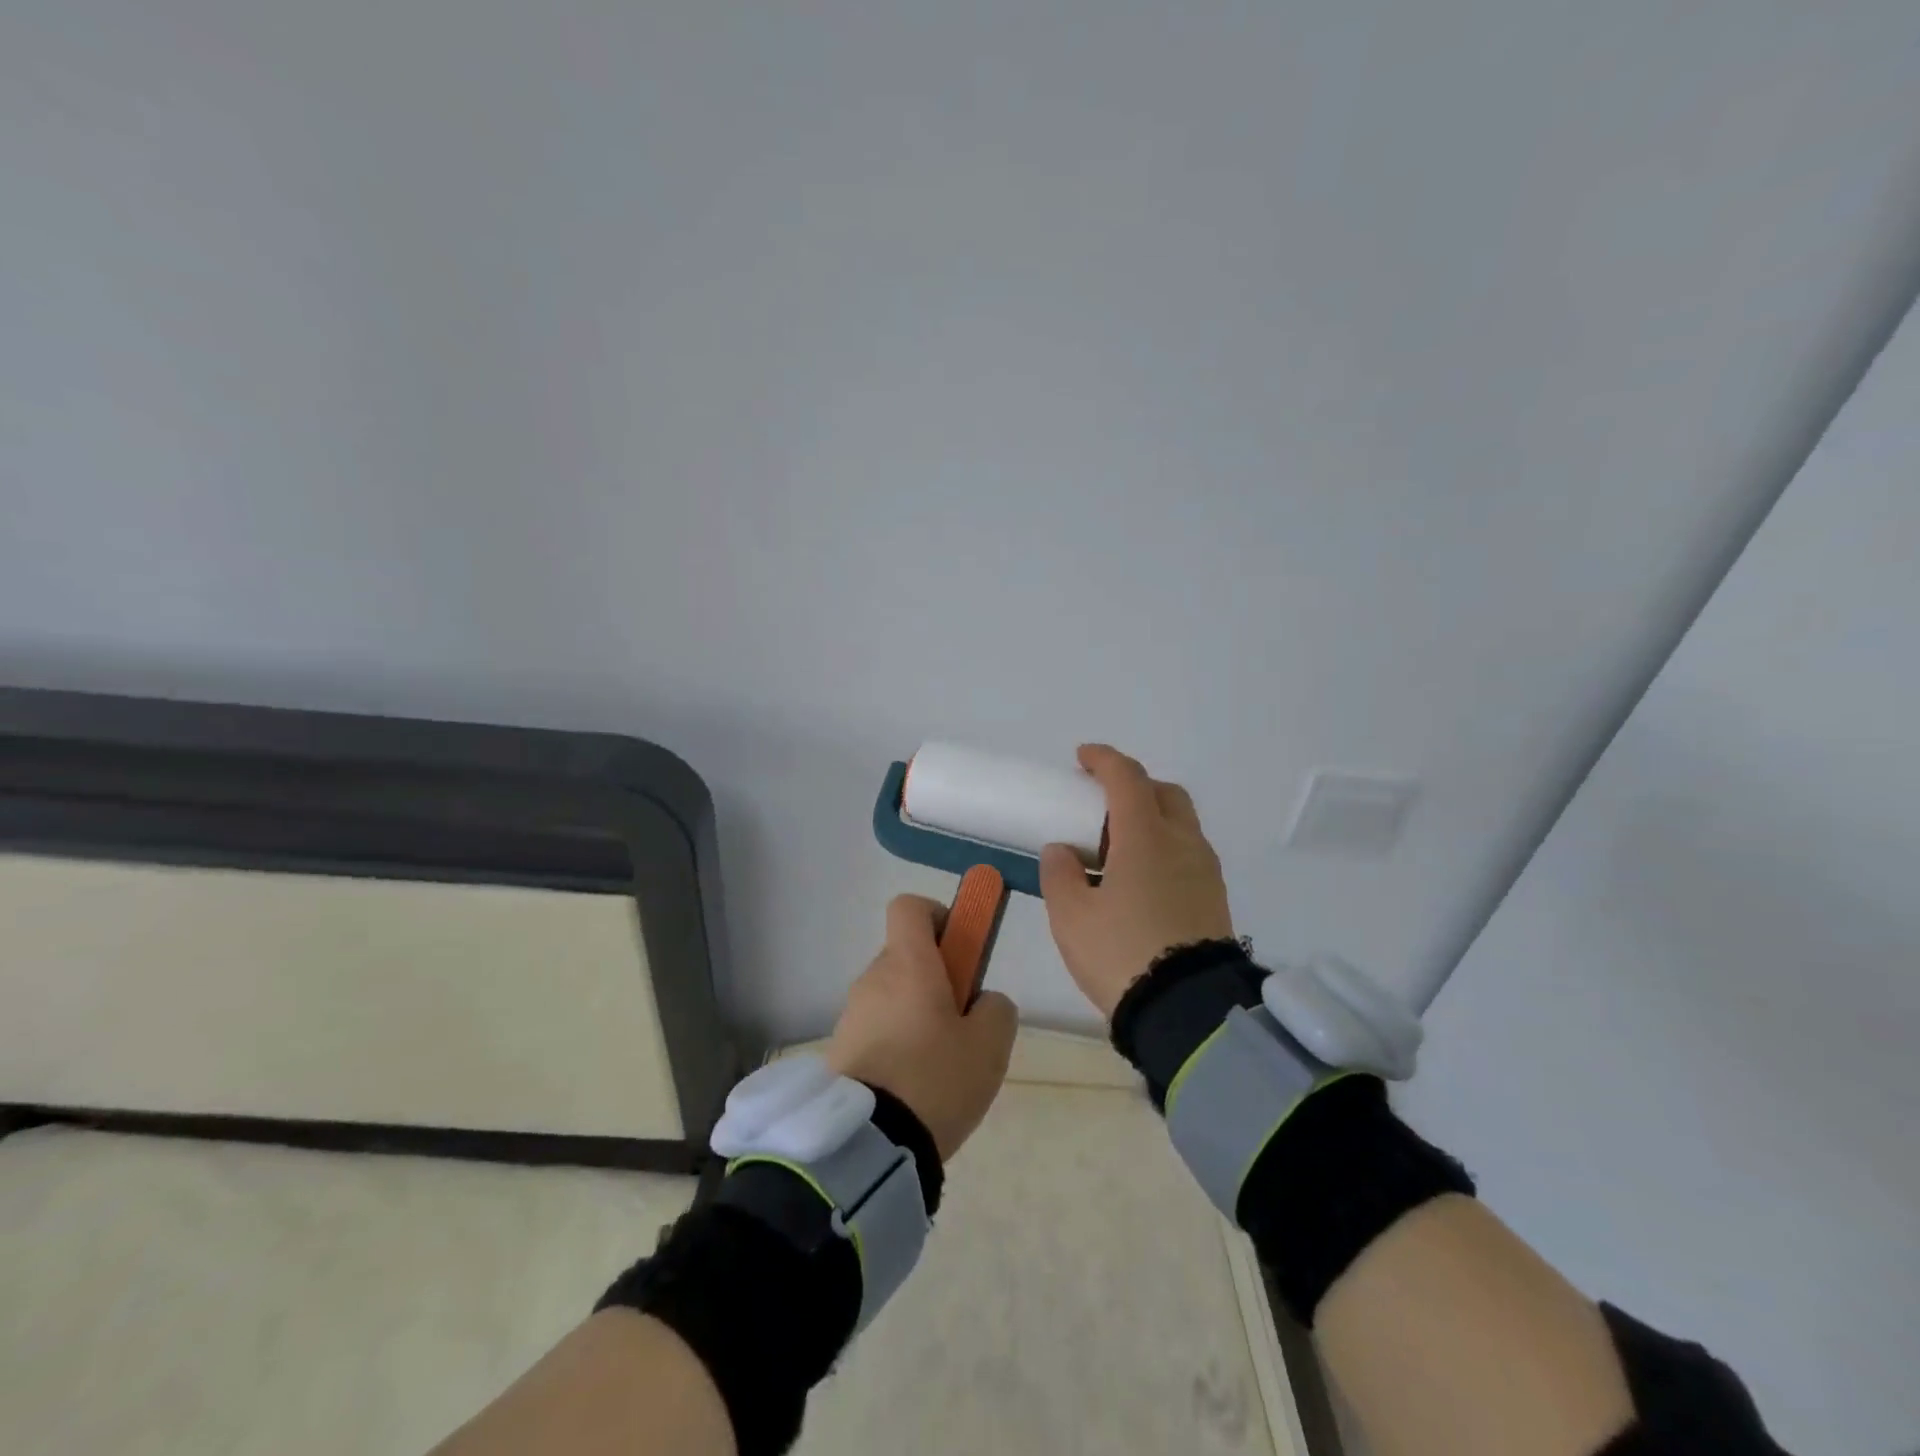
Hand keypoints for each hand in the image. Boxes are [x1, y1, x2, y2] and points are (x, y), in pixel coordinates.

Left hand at [825, 894, 1018, 1160]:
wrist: (868, 1145)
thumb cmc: (936, 1078)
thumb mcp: (990, 1044)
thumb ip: (996, 1007)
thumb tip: (982, 1001)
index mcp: (907, 963)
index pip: (909, 907)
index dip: (938, 916)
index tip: (960, 949)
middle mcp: (872, 978)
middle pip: (905, 956)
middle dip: (936, 977)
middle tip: (962, 1021)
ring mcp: (852, 1014)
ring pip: (892, 996)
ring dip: (916, 1013)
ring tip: (942, 1064)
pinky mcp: (839, 1050)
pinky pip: (876, 1029)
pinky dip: (896, 1042)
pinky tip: (915, 1086)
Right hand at [1039, 744, 1234, 1019]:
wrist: (1188, 1010)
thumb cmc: (1121, 953)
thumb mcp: (1071, 916)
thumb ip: (1061, 874)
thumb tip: (1062, 851)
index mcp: (1145, 836)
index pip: (1127, 778)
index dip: (1103, 760)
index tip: (1082, 758)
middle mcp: (1182, 842)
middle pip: (1164, 793)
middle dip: (1133, 786)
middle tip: (1102, 802)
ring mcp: (1205, 870)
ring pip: (1181, 823)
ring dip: (1151, 818)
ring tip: (1118, 847)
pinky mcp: (1214, 898)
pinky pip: (1188, 853)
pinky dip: (1164, 847)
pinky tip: (1141, 879)